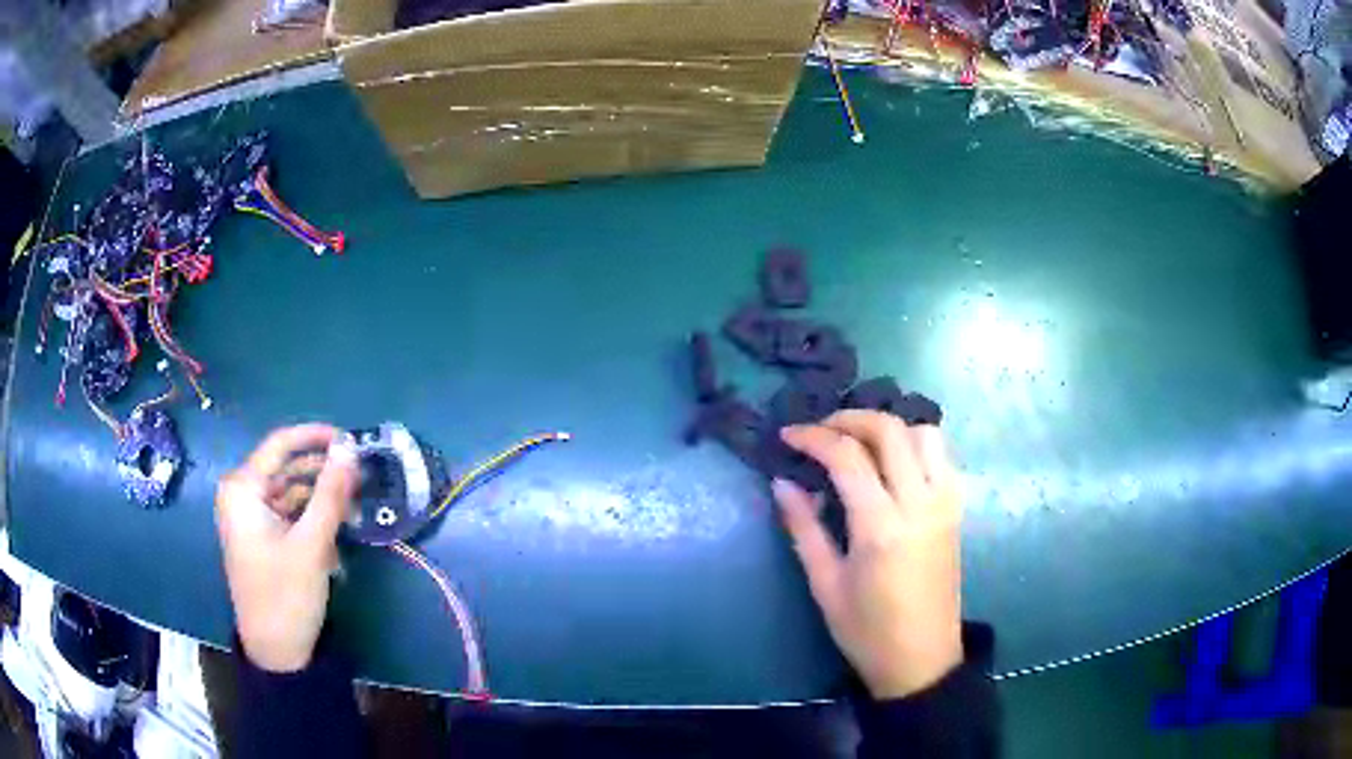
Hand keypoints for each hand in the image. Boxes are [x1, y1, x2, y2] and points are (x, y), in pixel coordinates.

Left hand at [215, 424, 358, 671]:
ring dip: (320, 498)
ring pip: (290, 492)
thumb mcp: (312, 543)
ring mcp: (249, 517)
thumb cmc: (286, 594)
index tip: (351, 440)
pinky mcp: (260, 537)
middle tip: (359, 480)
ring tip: (353, 509)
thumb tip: (349, 447)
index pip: (280, 444)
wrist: (275, 652)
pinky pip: (287, 514)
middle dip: (322, 473)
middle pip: (286, 468)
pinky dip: (311, 518)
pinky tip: (335, 532)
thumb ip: (330, 492)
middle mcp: (240, 495)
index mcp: (242, 488)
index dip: (316, 437)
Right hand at [773, 410, 962, 699]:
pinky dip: (914, 444)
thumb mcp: (825, 584)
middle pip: (890, 430)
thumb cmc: (866, 630)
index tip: (788, 435)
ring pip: (924, 433)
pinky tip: (891, 463)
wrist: (921, 658)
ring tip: (859, 442)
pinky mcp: (956, 509)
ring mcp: (945, 503)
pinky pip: (941, 456)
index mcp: (882, 527)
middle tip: (821, 430)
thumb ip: (804, 528)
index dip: (813, 437)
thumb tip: (782, 482)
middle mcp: (920, 503)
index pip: (848, 456)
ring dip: (889, 427)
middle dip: (850, 418)